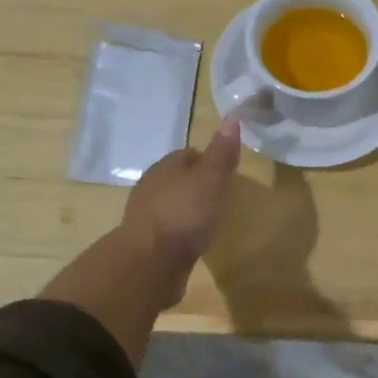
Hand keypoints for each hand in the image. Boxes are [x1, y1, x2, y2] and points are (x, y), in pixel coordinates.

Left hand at [120, 117, 242, 272]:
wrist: (150, 262)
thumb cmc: (184, 214)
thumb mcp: (211, 179)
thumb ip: (222, 152)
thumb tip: (232, 116)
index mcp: (165, 166)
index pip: (189, 154)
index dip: (209, 159)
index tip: (225, 171)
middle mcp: (150, 186)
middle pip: (178, 178)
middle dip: (196, 184)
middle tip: (219, 195)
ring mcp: (145, 215)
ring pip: (170, 203)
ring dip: (186, 208)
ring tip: (207, 219)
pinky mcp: (144, 241)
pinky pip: (166, 228)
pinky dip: (178, 230)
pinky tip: (190, 240)